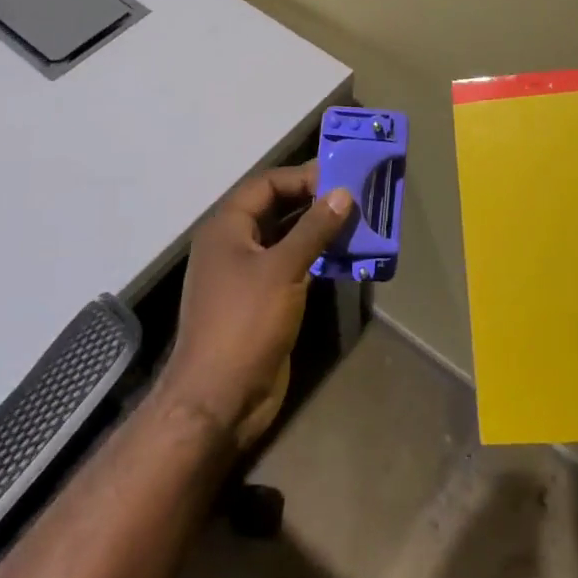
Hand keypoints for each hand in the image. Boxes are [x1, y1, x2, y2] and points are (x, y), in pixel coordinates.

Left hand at [158, 162, 352, 449]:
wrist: (218, 400)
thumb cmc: (245, 323)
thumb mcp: (283, 269)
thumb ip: (314, 228)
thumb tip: (343, 193)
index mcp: (227, 227)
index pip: (267, 184)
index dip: (302, 177)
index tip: (341, 177)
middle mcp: (234, 244)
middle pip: (277, 209)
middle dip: (315, 202)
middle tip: (356, 197)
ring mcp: (247, 275)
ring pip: (287, 239)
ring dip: (319, 231)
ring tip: (359, 223)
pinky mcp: (262, 302)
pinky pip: (291, 267)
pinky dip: (316, 258)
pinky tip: (345, 257)